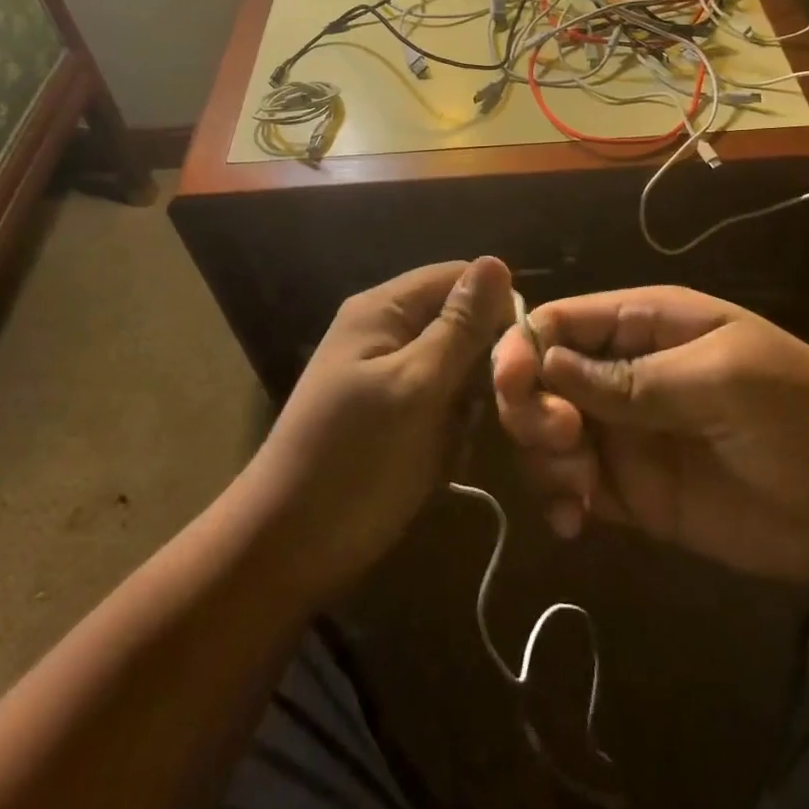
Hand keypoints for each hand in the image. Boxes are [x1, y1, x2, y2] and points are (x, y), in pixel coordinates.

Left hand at [242, 257, 514, 596]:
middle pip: (460, 324)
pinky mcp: (394, 416)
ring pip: (458, 370)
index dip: (497, 306)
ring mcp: (388, 376)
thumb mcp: (416, 387)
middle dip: (483, 365)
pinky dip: (451, 430)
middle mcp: (386, 332)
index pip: (458, 277)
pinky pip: (442, 405)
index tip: (521, 357)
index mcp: (383, 310)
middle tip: (487, 410)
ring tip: (456, 442)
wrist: (287, 548)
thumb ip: (459, 327)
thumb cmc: (354, 459)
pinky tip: (444, 460)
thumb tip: (497, 261)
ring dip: (469, 405)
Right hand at [491, 286, 808, 582]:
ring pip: (546, 432)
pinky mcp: (631, 492)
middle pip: (540, 376)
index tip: (513, 386)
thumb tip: (546, 362)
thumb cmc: (806, 416)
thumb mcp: (726, 381)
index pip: (560, 320)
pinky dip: (557, 499)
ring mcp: (624, 433)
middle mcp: (621, 373)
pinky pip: (572, 486)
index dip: (524, 346)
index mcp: (644, 325)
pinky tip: (572, 522)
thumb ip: (635, 378)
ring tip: (579, 490)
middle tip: (563, 442)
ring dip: (542, 456)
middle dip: (531, 406)